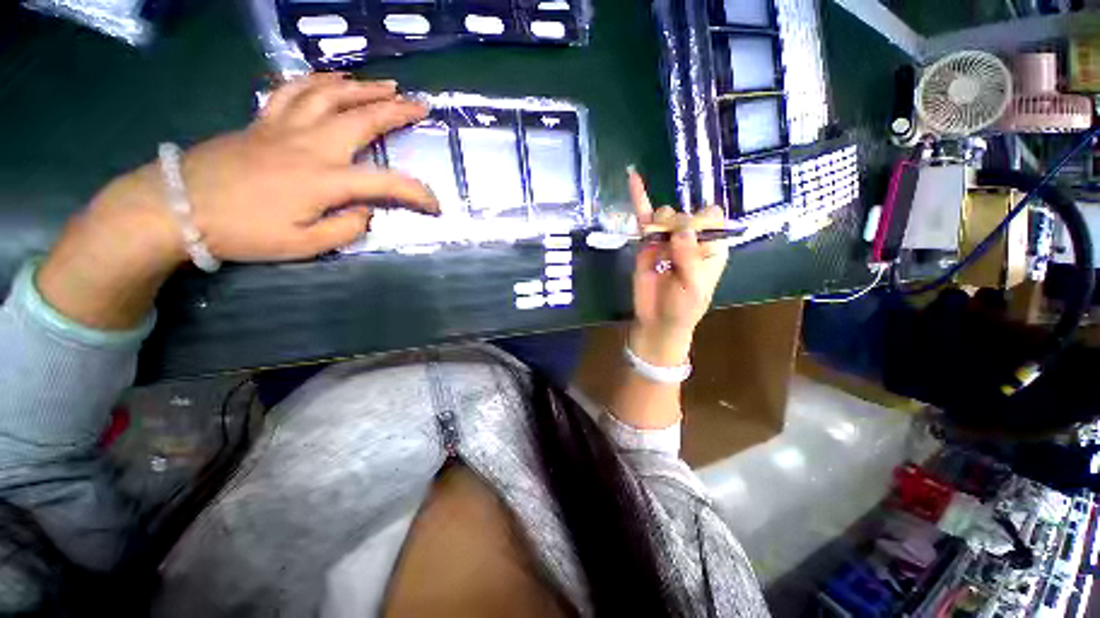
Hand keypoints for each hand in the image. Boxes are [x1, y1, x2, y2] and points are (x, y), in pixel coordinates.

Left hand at [164, 73, 438, 261]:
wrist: (178, 207)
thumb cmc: (244, 231)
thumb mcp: (303, 245)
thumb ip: (345, 230)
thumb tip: (365, 212)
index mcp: (325, 180)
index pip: (387, 183)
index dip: (418, 194)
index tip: (435, 205)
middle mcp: (311, 145)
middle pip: (361, 119)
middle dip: (396, 111)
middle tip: (420, 106)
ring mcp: (284, 127)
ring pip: (329, 94)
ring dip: (362, 88)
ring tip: (385, 85)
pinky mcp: (263, 121)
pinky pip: (292, 89)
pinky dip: (316, 80)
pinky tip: (331, 78)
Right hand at [626, 168, 728, 364]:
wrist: (657, 321)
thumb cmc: (683, 307)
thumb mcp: (693, 287)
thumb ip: (690, 258)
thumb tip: (681, 228)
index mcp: (712, 247)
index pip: (713, 217)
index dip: (701, 221)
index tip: (689, 237)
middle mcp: (690, 239)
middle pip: (687, 212)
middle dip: (678, 224)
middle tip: (671, 249)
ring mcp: (666, 240)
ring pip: (666, 214)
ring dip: (661, 223)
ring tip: (657, 247)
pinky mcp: (646, 244)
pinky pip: (644, 218)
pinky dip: (639, 198)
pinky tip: (633, 176)